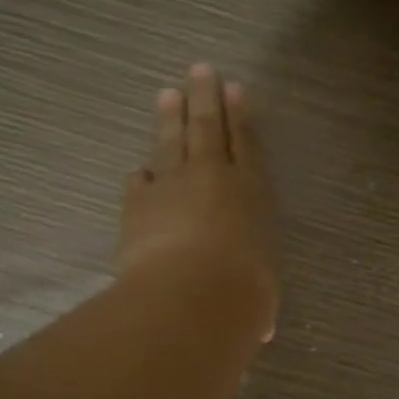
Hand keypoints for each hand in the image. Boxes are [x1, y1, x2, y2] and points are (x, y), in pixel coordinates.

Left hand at [117, 63, 277, 341]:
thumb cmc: (242, 294)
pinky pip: (140, 181)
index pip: (247, 145)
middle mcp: (213, 179)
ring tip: (168, 94)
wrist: (189, 296)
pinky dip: (141, 175)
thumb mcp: (260, 297)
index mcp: (251, 194)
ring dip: (170, 118)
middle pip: (208, 127)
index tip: (235, 89)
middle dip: (205, 97)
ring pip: (171, 142)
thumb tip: (260, 328)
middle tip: (200, 70)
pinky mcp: (138, 205)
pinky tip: (138, 169)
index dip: (241, 116)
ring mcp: (171, 187)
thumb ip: (256, 297)